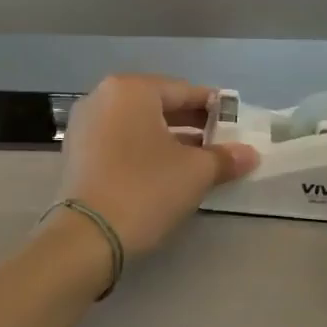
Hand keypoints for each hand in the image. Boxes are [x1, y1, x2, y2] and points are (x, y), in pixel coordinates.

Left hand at [58, 76, 258, 255]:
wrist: (87, 237)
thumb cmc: (146, 189)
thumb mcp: (195, 172)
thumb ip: (224, 158)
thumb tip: (250, 154)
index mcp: (130, 89)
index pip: (183, 90)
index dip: (214, 107)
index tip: (235, 123)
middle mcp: (102, 98)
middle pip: (157, 105)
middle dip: (190, 124)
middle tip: (220, 143)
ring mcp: (84, 125)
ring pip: (137, 125)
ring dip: (168, 139)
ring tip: (197, 160)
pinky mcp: (76, 154)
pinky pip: (119, 142)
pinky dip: (142, 151)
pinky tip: (164, 172)